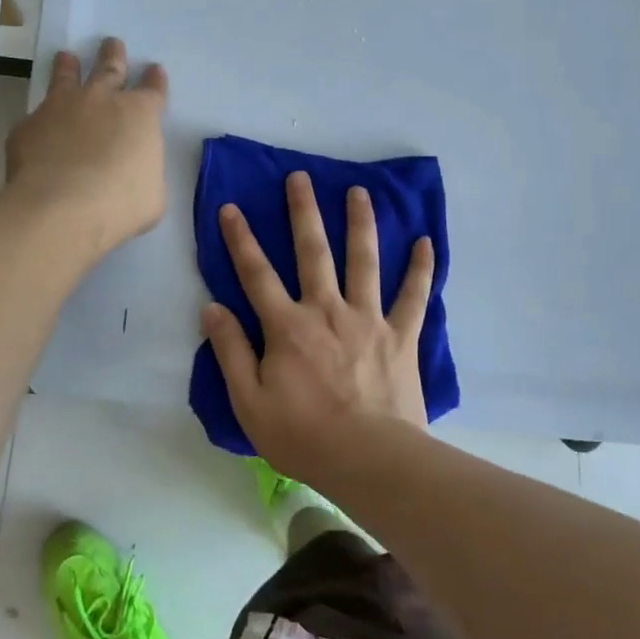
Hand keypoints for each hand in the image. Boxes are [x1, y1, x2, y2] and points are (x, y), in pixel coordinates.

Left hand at [5, 38, 168, 256]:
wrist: (62, 208)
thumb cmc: (120, 205)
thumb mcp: (152, 194)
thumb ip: (144, 173)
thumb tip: (135, 172)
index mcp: (140, 116)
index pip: (153, 91)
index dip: (155, 81)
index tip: (155, 69)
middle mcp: (102, 100)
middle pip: (110, 68)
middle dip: (113, 54)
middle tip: (112, 42)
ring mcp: (62, 107)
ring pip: (67, 76)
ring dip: (68, 66)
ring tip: (66, 57)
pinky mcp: (29, 125)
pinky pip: (36, 116)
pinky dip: (40, 118)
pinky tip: (36, 126)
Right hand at [202, 170, 435, 485]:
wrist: (370, 461)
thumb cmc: (304, 436)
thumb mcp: (249, 402)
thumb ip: (230, 351)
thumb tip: (212, 308)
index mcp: (288, 326)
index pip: (256, 274)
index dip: (240, 239)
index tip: (231, 207)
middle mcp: (327, 310)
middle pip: (313, 252)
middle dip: (303, 212)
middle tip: (299, 177)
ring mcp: (368, 319)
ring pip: (364, 261)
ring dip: (360, 224)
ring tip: (359, 192)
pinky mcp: (401, 336)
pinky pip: (414, 297)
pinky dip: (421, 269)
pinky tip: (427, 242)